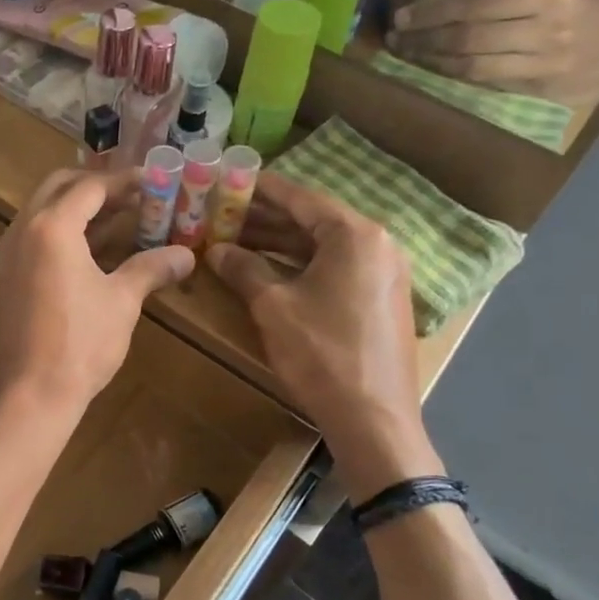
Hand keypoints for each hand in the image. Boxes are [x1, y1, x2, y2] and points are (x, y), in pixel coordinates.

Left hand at [0, 167, 193, 414]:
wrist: (30, 393)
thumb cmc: (80, 342)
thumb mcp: (122, 301)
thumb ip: (152, 268)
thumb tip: (187, 255)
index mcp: (52, 226)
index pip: (90, 186)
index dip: (124, 181)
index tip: (153, 181)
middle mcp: (23, 230)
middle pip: (59, 188)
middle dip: (96, 187)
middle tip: (133, 196)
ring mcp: (9, 254)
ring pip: (44, 213)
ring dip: (80, 211)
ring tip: (122, 222)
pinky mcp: (7, 278)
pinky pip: (35, 239)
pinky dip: (64, 235)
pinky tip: (94, 254)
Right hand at [206, 176, 437, 491]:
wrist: (374, 420)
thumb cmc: (323, 354)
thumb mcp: (273, 307)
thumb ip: (244, 269)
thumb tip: (216, 250)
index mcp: (355, 235)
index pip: (300, 198)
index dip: (260, 189)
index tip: (229, 179)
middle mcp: (376, 245)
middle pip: (312, 221)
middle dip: (265, 219)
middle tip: (222, 214)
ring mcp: (382, 274)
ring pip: (322, 247)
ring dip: (279, 244)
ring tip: (235, 240)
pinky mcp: (379, 300)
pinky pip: (335, 269)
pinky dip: (300, 266)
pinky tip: (267, 270)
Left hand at [390, 0, 598, 103]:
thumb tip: (450, 3)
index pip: (476, 4)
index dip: (433, 13)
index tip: (403, 15)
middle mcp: (546, 30)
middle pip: (467, 37)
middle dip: (423, 39)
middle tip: (394, 38)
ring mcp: (543, 65)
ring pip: (472, 65)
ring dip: (432, 62)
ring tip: (405, 55)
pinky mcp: (540, 92)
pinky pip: (487, 83)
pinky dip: (456, 76)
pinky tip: (434, 70)